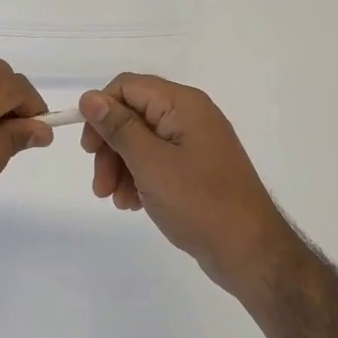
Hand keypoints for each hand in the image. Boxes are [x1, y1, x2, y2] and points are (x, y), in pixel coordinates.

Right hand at [80, 74, 297, 301]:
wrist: (249, 250)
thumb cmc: (199, 202)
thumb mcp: (151, 163)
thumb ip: (119, 127)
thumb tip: (89, 97)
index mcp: (183, 104)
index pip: (127, 87)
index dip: (101, 112)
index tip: (89, 149)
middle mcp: (190, 115)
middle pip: (132, 115)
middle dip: (110, 147)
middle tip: (100, 185)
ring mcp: (194, 142)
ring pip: (141, 141)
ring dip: (120, 167)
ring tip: (115, 200)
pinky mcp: (196, 167)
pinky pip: (157, 161)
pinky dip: (139, 177)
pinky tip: (133, 203)